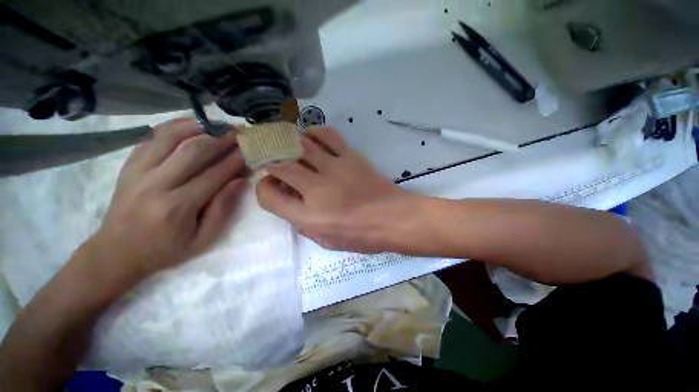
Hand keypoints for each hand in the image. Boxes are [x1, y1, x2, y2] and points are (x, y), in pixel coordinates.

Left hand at [93, 118, 247, 277]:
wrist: (116, 252)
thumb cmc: (165, 249)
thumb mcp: (202, 239)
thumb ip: (223, 209)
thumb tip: (240, 181)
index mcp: (178, 206)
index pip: (215, 174)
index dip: (236, 159)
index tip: (251, 149)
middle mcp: (156, 184)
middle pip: (193, 150)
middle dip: (221, 138)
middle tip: (239, 132)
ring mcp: (138, 171)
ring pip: (170, 136)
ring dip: (198, 126)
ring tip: (217, 124)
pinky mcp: (129, 165)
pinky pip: (152, 137)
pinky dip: (173, 127)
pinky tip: (190, 125)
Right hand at [256, 127, 414, 252]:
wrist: (394, 218)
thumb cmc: (362, 236)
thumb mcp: (326, 241)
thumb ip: (302, 223)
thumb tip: (291, 200)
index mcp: (308, 216)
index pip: (268, 196)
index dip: (264, 189)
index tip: (272, 187)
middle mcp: (316, 189)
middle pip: (279, 164)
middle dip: (270, 162)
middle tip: (273, 163)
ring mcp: (334, 168)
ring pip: (300, 144)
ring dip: (288, 144)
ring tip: (289, 149)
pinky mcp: (351, 156)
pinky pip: (327, 135)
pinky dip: (314, 133)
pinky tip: (312, 139)